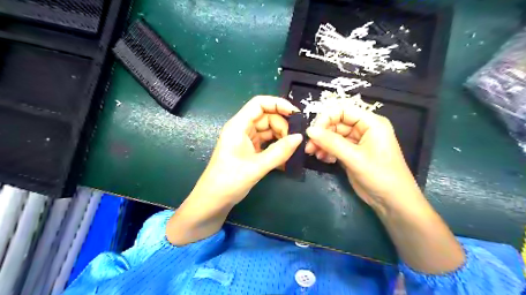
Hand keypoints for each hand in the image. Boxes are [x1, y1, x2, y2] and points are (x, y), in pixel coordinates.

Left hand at [192, 95, 301, 205]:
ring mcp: (245, 140)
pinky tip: (285, 158)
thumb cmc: (229, 181)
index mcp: (238, 126)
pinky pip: (266, 143)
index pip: (259, 103)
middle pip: (266, 117)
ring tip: (292, 150)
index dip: (278, 104)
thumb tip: (300, 138)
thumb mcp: (257, 166)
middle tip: (295, 140)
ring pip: (268, 131)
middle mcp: (242, 129)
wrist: (213, 201)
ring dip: (281, 138)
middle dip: (283, 126)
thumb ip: (280, 151)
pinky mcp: (249, 150)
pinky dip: (276, 148)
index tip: (296, 114)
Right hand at [304, 104, 462, 273]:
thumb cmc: (380, 175)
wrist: (392, 202)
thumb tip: (309, 130)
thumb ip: (331, 142)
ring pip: (333, 136)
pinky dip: (327, 151)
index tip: (312, 132)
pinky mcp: (352, 154)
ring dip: (322, 144)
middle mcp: (364, 129)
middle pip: (336, 123)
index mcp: (371, 123)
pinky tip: (324, 160)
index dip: (326, 118)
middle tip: (309, 147)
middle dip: (322, 134)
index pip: (343, 110)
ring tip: (314, 155)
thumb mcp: (355, 158)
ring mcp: (357, 142)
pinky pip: (335, 147)